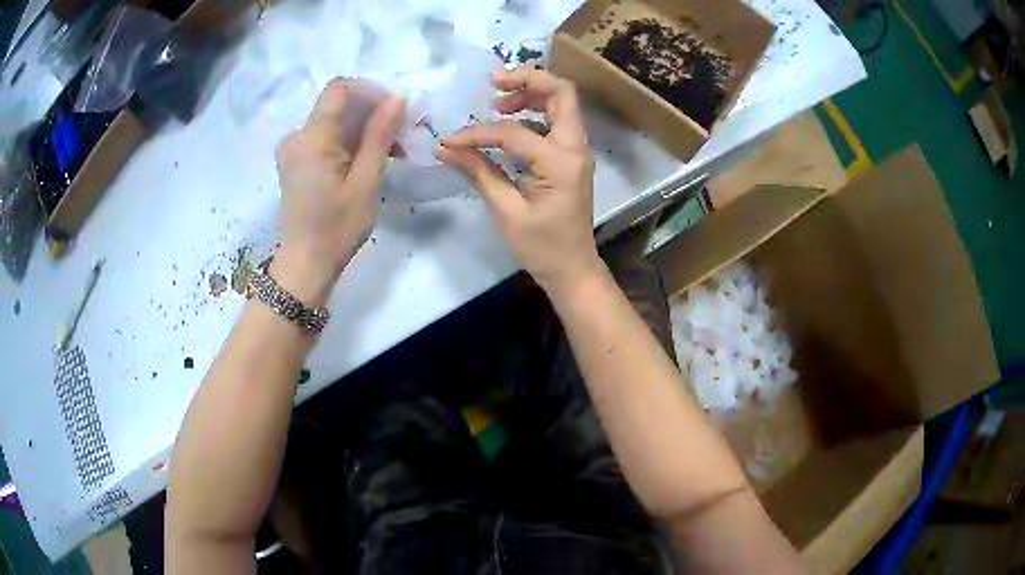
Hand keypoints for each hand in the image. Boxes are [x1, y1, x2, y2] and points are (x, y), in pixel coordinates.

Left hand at [272, 79, 404, 306]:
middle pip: (338, 104)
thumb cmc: (336, 228)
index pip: (340, 88)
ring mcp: (294, 149)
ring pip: (335, 121)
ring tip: (391, 153)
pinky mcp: (297, 160)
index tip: (395, 113)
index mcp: (311, 138)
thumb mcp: (365, 182)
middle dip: (372, 113)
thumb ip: (379, 136)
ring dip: (364, 129)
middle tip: (401, 137)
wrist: (305, 265)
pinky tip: (369, 161)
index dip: (370, 92)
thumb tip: (397, 98)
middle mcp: (297, 136)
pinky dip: (350, 142)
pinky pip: (327, 137)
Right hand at [435, 67, 604, 294]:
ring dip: (531, 93)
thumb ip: (479, 172)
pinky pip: (556, 121)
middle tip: (493, 83)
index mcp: (561, 162)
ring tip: (497, 103)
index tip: (449, 141)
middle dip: (526, 80)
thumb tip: (445, 148)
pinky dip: (534, 112)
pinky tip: (509, 124)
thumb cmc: (542, 247)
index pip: (513, 132)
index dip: (477, 133)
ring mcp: (577, 150)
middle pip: (561, 92)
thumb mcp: (506, 211)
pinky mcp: (572, 156)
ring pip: (562, 102)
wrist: (573, 268)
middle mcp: (576, 147)